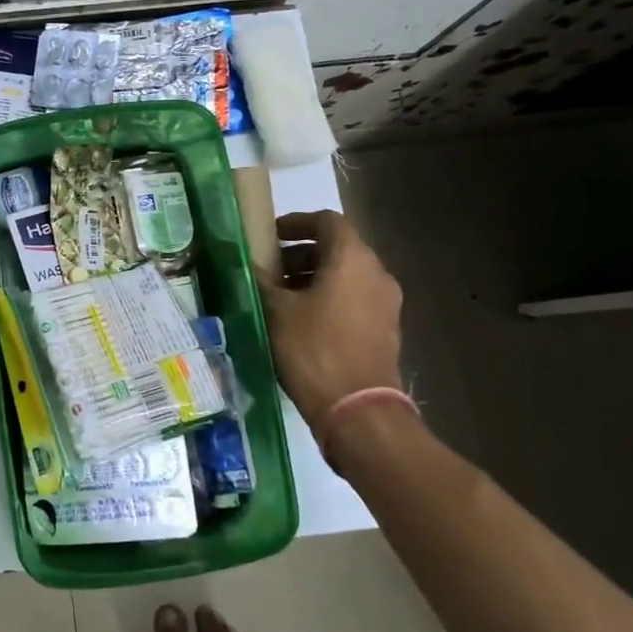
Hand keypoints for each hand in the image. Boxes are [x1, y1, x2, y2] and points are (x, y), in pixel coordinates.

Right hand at [261, 211, 405, 435]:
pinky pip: (354, 300)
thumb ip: (261, 279)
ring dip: (312, 278)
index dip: (296, 222)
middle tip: (268, 269)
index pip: (327, 221)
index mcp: (353, 259)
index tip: (269, 236)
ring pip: (346, 276)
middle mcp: (376, 274)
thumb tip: (247, 262)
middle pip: (337, 248)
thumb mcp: (276, 311)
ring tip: (279, 297)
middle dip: (300, 254)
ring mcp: (385, 304)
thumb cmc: (314, 349)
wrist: (358, 411)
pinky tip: (300, 322)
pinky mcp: (385, 330)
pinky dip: (328, 299)